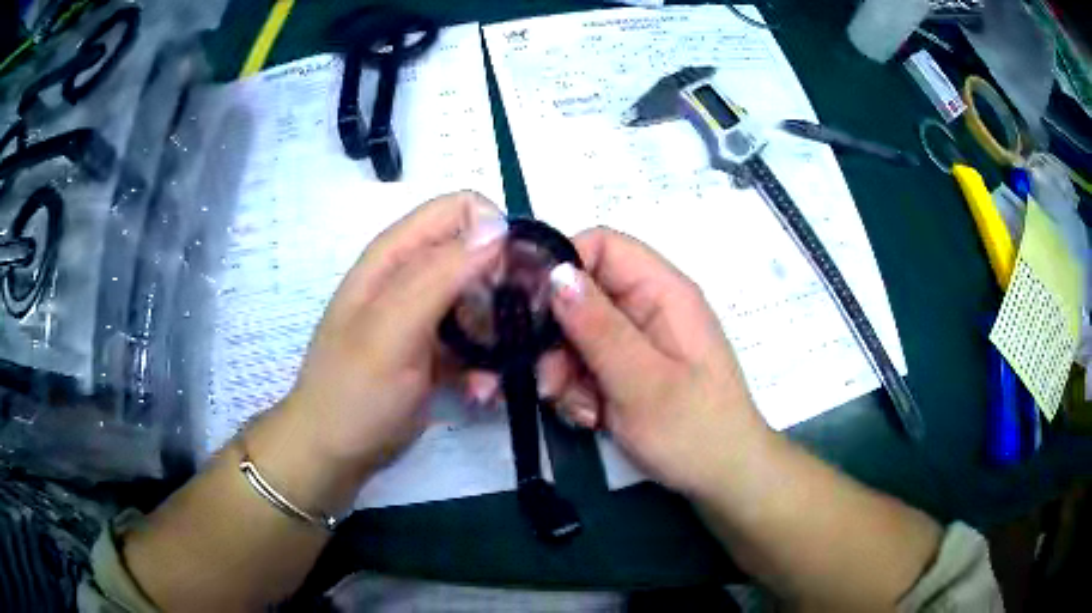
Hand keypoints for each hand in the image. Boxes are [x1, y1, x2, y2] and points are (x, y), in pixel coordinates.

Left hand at [275, 191, 506, 486]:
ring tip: (493, 377)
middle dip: (508, 291)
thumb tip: (497, 227)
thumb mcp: (391, 332)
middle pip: (483, 255)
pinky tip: (481, 392)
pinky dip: (488, 364)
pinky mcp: (439, 348)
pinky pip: (481, 340)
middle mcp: (415, 274)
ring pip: (488, 300)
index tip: (512, 282)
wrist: (335, 452)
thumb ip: (439, 275)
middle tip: (519, 334)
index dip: (496, 236)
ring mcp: (428, 313)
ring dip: (501, 336)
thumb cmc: (354, 392)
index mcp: (397, 255)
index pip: (463, 210)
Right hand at [540, 228, 771, 494]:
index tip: (530, 310)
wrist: (722, 478)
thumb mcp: (642, 382)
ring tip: (580, 411)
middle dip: (557, 338)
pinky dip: (578, 390)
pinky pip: (586, 363)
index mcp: (663, 292)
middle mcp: (648, 306)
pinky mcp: (627, 368)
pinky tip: (590, 418)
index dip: (561, 265)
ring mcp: (637, 339)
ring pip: (576, 334)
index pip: (603, 246)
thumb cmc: (694, 430)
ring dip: (565, 372)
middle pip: (582, 294)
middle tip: (549, 381)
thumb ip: (598, 328)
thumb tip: (555, 272)